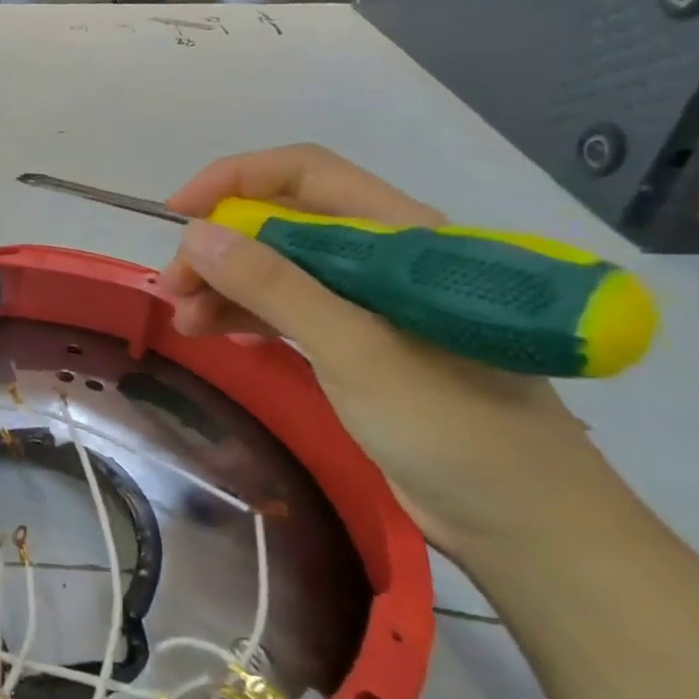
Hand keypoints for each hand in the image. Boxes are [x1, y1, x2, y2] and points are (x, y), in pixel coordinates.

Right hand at [157, 144, 605, 556]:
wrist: (524, 525)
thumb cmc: (453, 427)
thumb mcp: (355, 350)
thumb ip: (274, 286)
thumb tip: (196, 233)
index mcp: (400, 236)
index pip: (306, 173)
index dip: (235, 179)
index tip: (178, 213)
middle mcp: (381, 258)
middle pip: (280, 221)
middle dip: (219, 244)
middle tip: (175, 288)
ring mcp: (366, 301)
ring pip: (275, 266)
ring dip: (223, 283)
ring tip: (183, 318)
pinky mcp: (353, 341)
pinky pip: (283, 307)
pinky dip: (242, 313)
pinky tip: (211, 332)